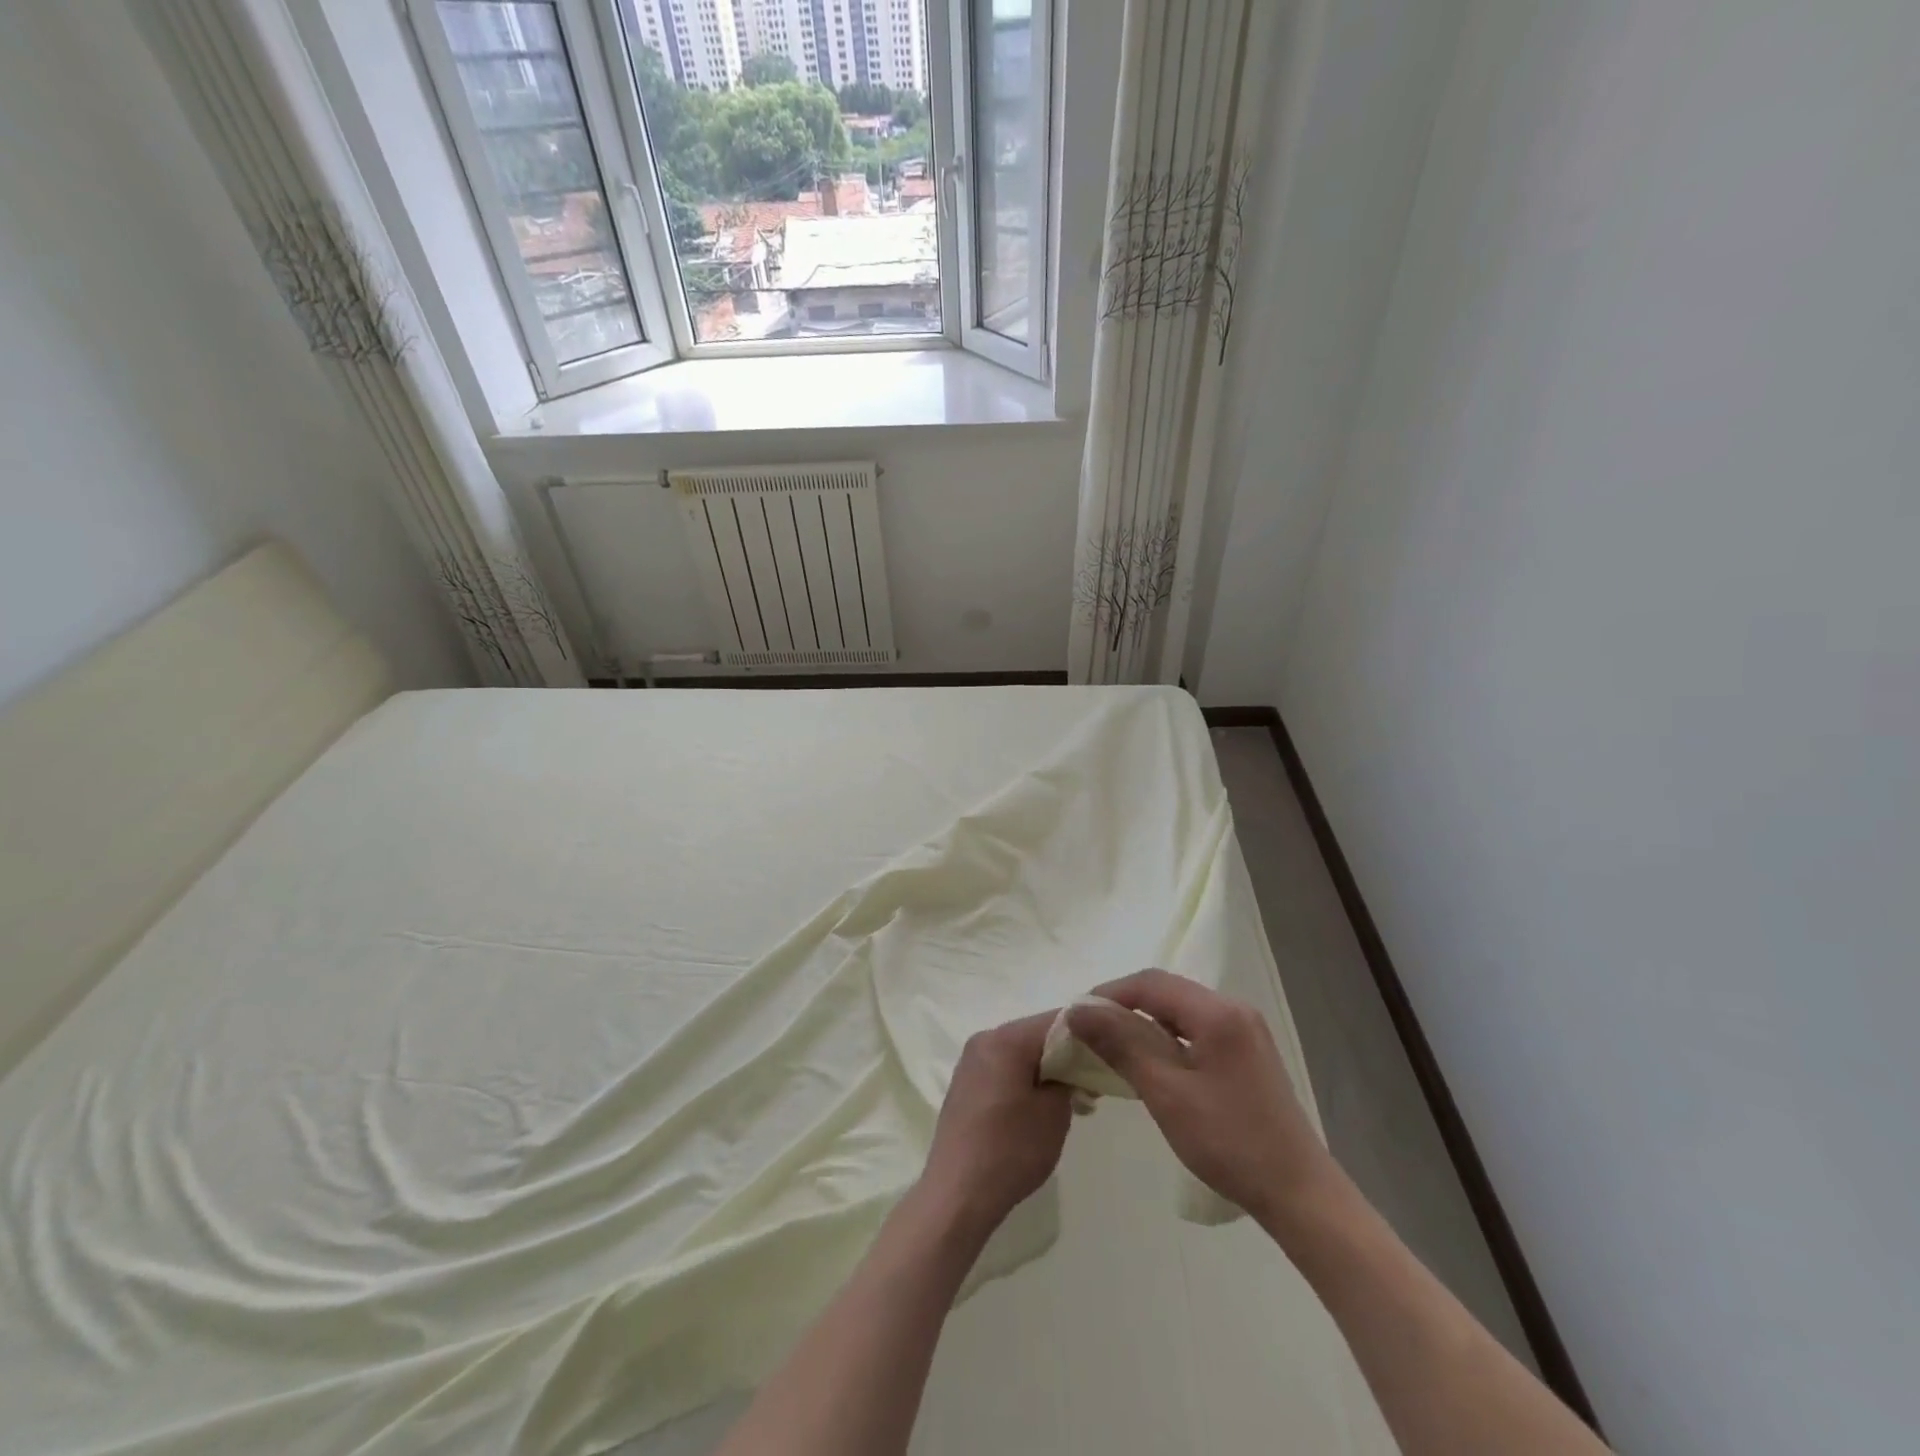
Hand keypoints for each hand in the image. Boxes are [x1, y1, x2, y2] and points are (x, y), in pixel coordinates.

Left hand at [921, 1012, 1072, 1237]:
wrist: (957, 1194)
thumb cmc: (1010, 1150)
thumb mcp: (1054, 1113)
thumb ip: (1068, 1078)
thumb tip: (1070, 1068)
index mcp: (1006, 1039)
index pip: (1057, 1020)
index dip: (1088, 1032)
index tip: (1110, 1051)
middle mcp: (985, 1039)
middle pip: (1036, 1034)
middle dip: (1067, 1053)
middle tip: (1094, 1081)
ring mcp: (972, 1061)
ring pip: (1020, 1052)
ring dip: (1047, 1068)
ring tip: (1073, 1098)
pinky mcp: (966, 1083)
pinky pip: (1004, 1068)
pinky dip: (1026, 1078)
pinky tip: (1041, 1106)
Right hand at [1066, 970, 1336, 1228]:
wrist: (1298, 1193)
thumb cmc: (1229, 1142)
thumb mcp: (1166, 1092)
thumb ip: (1122, 1044)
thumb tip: (1079, 1010)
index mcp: (1217, 1012)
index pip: (1150, 983)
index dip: (1108, 994)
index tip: (1076, 1017)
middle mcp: (1234, 1008)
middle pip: (1166, 992)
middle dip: (1123, 1007)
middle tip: (1089, 1033)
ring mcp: (1245, 1029)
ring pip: (1180, 1011)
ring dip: (1143, 1023)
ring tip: (1112, 1048)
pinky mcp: (1247, 1051)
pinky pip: (1196, 1029)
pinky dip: (1166, 1038)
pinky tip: (1151, 1063)